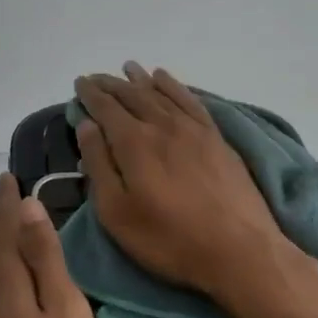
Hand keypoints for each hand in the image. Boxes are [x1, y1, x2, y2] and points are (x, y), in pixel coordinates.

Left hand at [0, 173, 96, 317]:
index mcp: (3, 283)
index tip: (7, 177)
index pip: (3, 229)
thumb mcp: (62, 313)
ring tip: (11, 242)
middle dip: (0, 224)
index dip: (6, 203)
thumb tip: (28, 207)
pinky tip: (6, 302)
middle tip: (6, 199)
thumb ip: (45, 260)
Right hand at [74, 63, 306, 317]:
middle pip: (131, 95)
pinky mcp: (215, 137)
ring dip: (140, 79)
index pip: (105, 108)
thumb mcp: (117, 212)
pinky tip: (165, 79)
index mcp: (133, 142)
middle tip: (95, 77)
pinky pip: (189, 99)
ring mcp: (192, 128)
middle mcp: (162, 124)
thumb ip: (99, 165)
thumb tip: (88, 126)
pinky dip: (174, 85)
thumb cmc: (168, 238)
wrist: (238, 249)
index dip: (90, 94)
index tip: (79, 83)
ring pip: (160, 92)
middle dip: (110, 84)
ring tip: (128, 68)